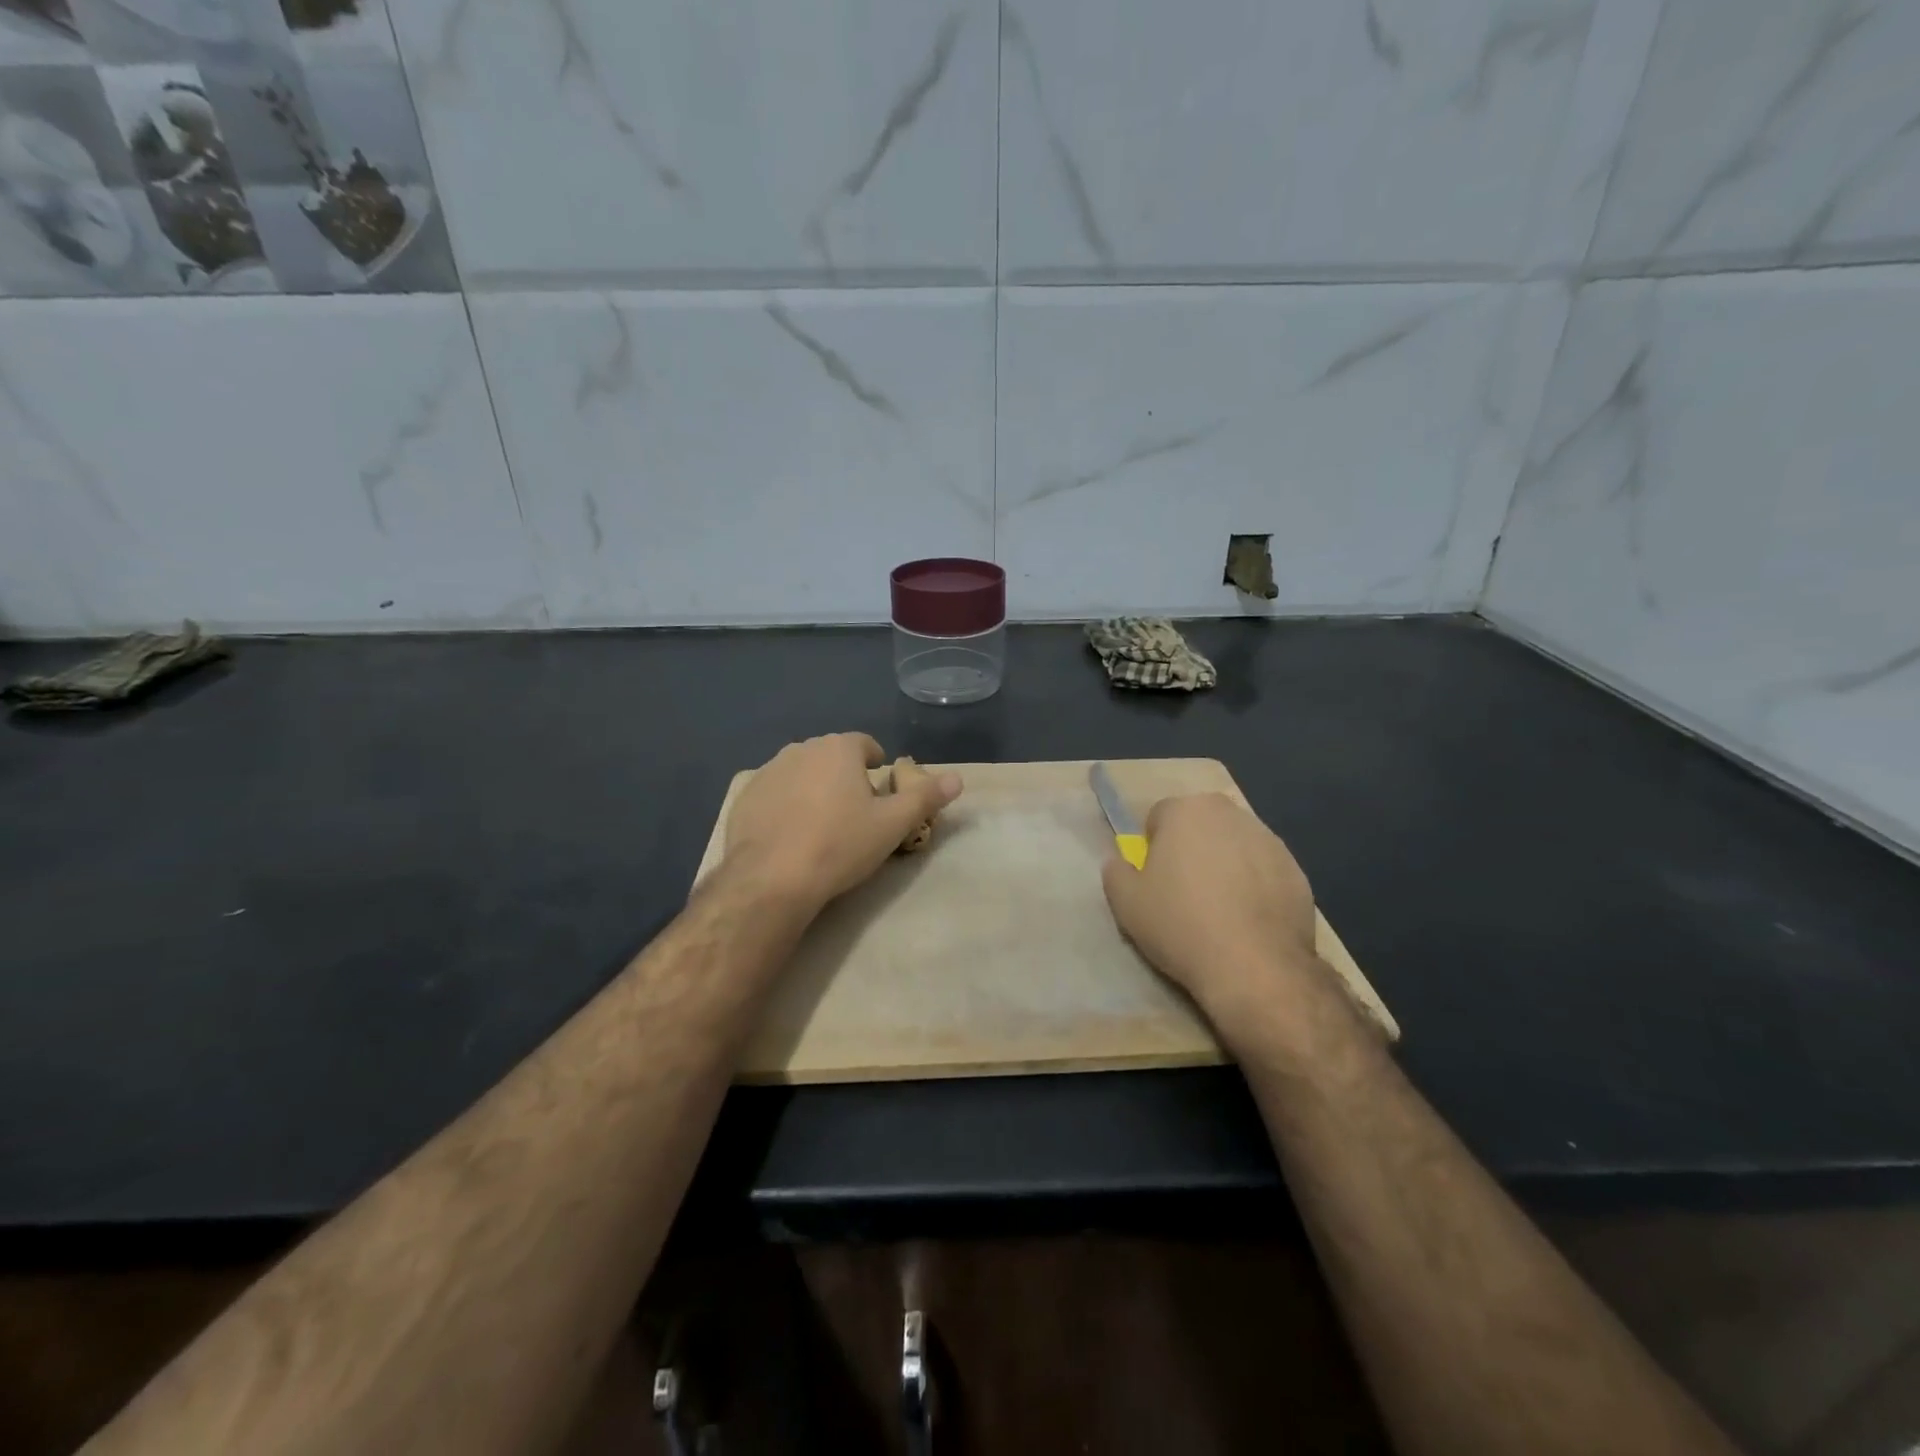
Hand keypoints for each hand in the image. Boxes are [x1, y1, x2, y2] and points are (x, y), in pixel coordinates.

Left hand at [724, 734, 961, 911]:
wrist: (771, 879)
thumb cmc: (840, 845)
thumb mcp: (893, 825)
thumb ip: (926, 798)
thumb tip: (958, 778)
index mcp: (838, 749)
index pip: (864, 744)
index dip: (875, 765)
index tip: (879, 793)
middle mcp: (801, 749)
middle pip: (831, 757)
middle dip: (844, 777)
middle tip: (854, 814)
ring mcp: (768, 772)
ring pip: (801, 774)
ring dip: (813, 790)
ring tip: (822, 826)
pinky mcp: (744, 797)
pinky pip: (774, 794)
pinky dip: (785, 806)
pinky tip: (790, 837)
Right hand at [1101, 794, 1319, 1020]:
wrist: (1254, 967)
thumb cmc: (1180, 924)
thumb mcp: (1124, 902)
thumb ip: (1116, 871)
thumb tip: (1122, 863)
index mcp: (1188, 810)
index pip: (1159, 816)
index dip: (1152, 847)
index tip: (1154, 880)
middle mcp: (1232, 814)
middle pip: (1201, 826)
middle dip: (1191, 849)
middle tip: (1183, 892)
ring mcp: (1271, 841)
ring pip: (1235, 847)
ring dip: (1224, 866)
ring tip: (1218, 911)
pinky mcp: (1298, 872)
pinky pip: (1264, 872)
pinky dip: (1254, 887)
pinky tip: (1247, 922)